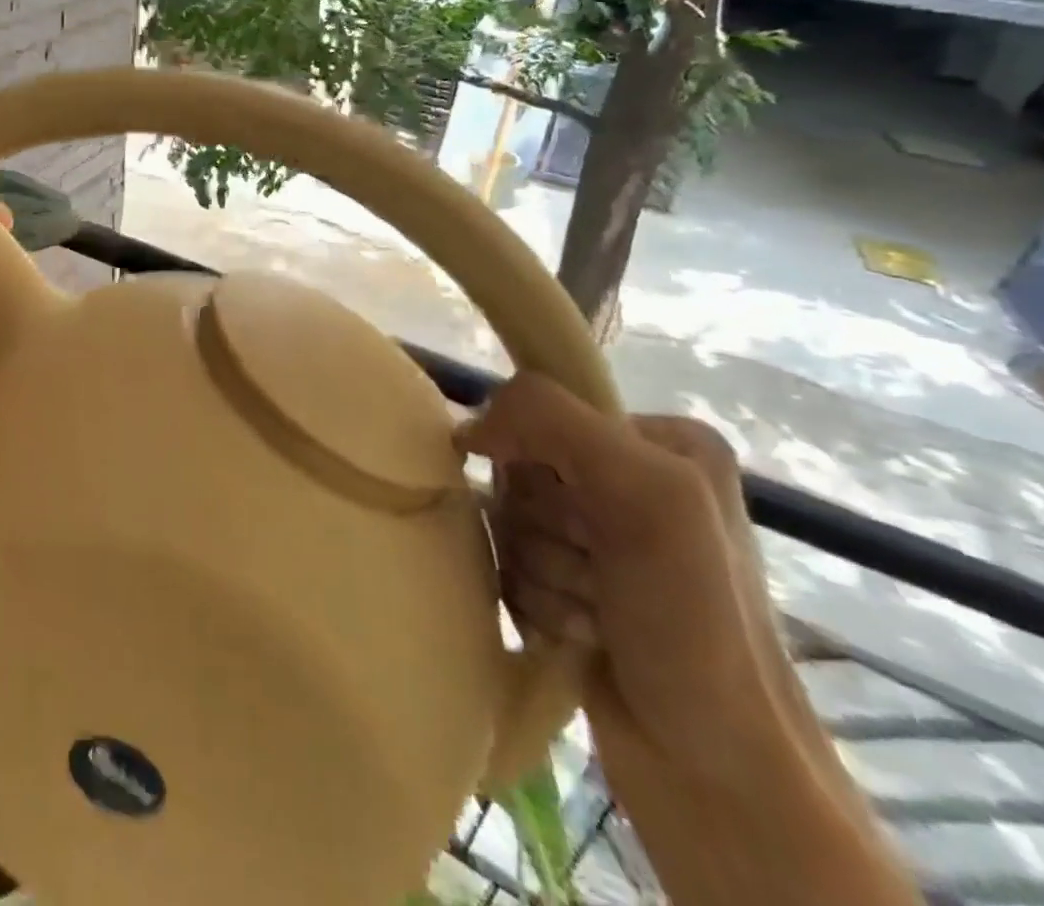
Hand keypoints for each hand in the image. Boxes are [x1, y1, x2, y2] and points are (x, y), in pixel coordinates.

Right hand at [459, 374, 813, 804]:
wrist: (715, 769)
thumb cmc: (695, 623)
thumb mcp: (645, 493)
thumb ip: (550, 421)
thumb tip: (465, 428)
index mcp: (660, 441)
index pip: (540, 411)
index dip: (538, 463)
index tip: (582, 518)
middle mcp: (630, 479)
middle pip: (519, 471)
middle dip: (543, 529)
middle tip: (596, 573)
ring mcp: (596, 535)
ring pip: (508, 521)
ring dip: (538, 571)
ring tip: (593, 615)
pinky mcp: (567, 582)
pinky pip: (505, 562)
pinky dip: (533, 600)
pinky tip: (580, 633)